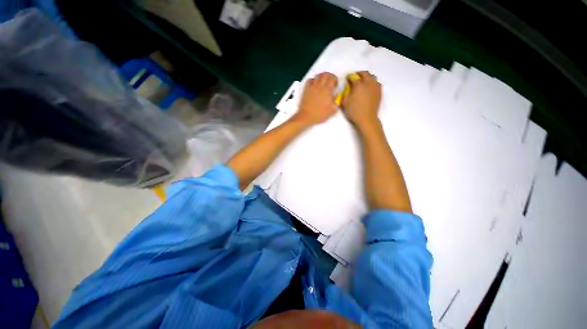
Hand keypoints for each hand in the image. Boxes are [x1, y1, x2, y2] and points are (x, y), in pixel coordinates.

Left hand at [294, 72, 338, 125]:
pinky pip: (310, 80)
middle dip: (329, 76)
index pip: (332, 78)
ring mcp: (312, 86)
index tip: (335, 85)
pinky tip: (314, 85)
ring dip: (322, 77)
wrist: (306, 116)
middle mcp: (320, 86)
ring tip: (323, 82)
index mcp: (327, 90)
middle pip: (325, 74)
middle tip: (330, 82)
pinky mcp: (306, 89)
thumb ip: (337, 101)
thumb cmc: (320, 114)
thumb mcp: (332, 110)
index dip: (335, 80)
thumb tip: (338, 96)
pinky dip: (313, 80)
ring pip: (318, 76)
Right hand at [341, 71, 381, 128]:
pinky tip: (368, 88)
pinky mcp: (379, 91)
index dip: (349, 77)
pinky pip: (376, 83)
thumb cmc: (354, 111)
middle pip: (365, 74)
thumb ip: (345, 93)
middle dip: (359, 74)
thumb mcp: (345, 103)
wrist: (367, 118)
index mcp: (359, 85)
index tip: (347, 78)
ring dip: (367, 77)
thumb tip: (346, 88)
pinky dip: (372, 83)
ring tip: (362, 82)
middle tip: (355, 78)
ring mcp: (375, 87)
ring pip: (372, 77)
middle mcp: (368, 83)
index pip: (353, 77)